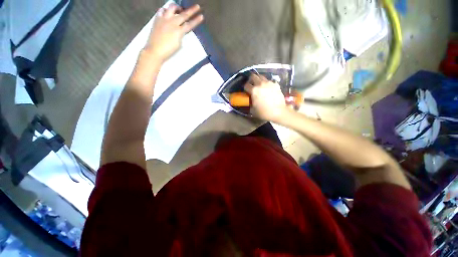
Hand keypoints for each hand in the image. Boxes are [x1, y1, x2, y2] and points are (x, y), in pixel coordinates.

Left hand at [144, 4, 203, 63]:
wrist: (155, 51)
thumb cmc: (169, 51)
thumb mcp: (179, 44)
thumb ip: (181, 35)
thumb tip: (181, 29)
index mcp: (179, 31)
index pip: (190, 24)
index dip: (196, 20)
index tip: (201, 16)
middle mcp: (172, 23)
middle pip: (183, 14)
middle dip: (191, 10)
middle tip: (197, 6)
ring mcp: (164, 19)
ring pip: (172, 8)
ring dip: (177, 7)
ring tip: (179, 9)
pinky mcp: (157, 19)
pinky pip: (161, 10)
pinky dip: (165, 10)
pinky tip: (167, 12)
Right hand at [244, 74, 289, 121]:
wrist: (278, 112)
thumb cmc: (264, 112)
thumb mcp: (253, 110)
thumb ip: (250, 103)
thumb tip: (250, 100)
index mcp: (254, 90)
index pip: (246, 85)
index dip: (245, 88)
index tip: (246, 91)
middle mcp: (260, 84)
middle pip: (253, 76)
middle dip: (251, 80)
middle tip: (252, 84)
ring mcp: (269, 83)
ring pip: (261, 77)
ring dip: (259, 80)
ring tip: (260, 85)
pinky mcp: (276, 84)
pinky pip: (269, 81)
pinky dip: (267, 83)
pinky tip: (268, 88)